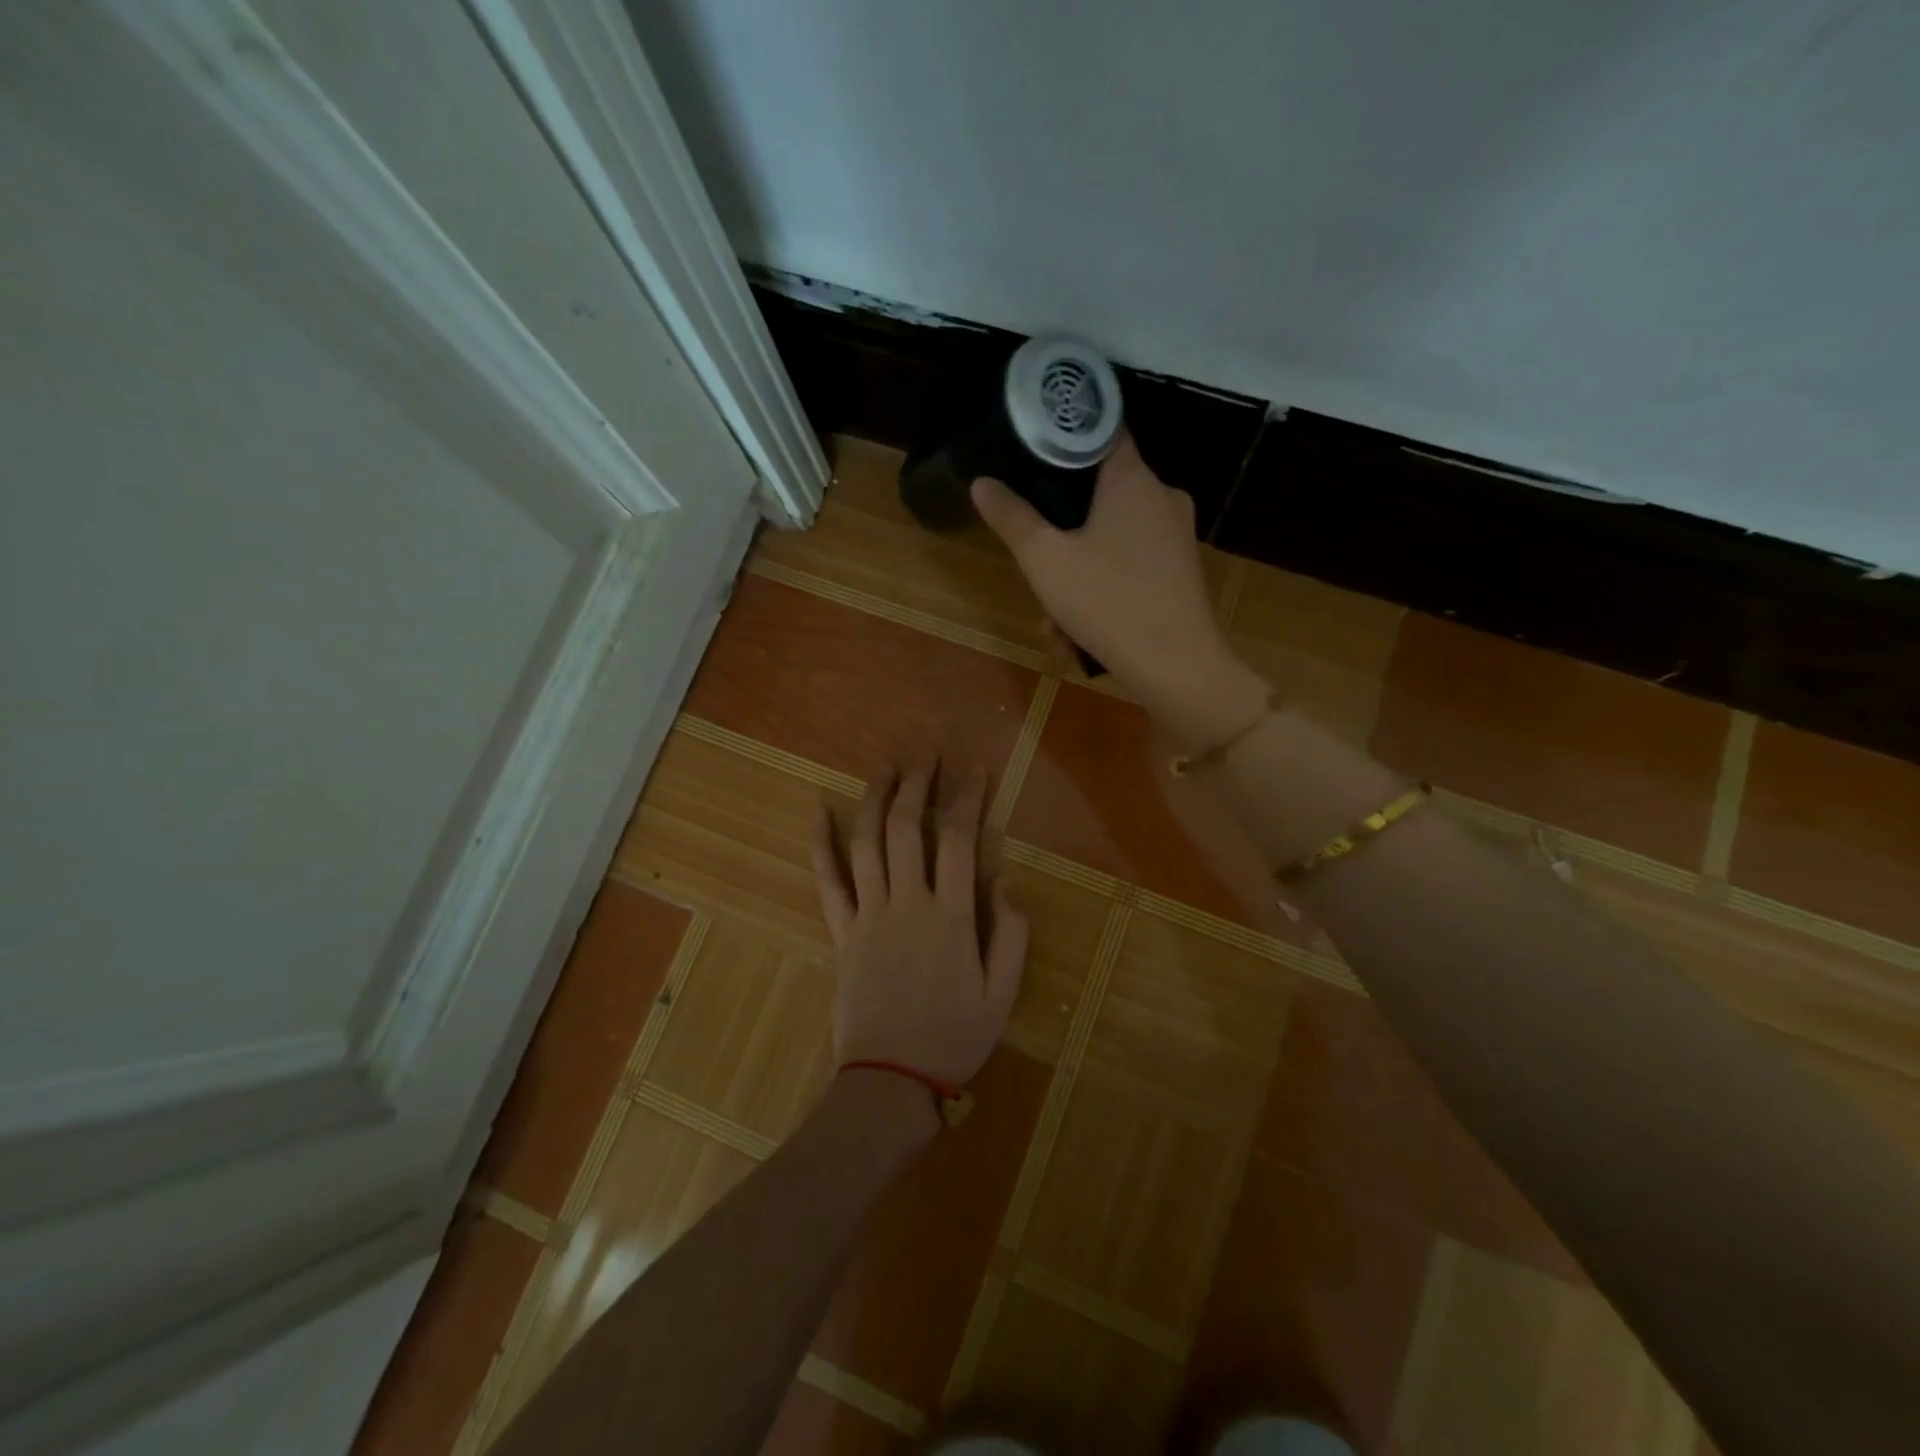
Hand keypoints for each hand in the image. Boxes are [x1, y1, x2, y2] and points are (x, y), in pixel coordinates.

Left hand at [812, 755, 1028, 1085]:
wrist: (890, 1080)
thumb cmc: (953, 1038)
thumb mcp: (1002, 994)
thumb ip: (1010, 934)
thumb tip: (1003, 881)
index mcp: (950, 916)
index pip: (959, 840)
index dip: (967, 799)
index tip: (974, 773)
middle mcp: (907, 903)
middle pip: (907, 828)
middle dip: (917, 785)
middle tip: (925, 756)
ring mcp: (868, 914)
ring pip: (867, 843)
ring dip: (875, 799)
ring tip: (885, 768)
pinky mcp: (841, 932)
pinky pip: (827, 881)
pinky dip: (821, 844)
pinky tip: (818, 812)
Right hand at [971, 433, 1232, 699]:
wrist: (1177, 669)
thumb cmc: (1108, 603)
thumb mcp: (1045, 561)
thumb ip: (1012, 518)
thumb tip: (982, 483)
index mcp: (1132, 479)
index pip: (1100, 432)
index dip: (1064, 440)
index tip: (1033, 458)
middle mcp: (1162, 498)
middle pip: (1099, 497)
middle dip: (1061, 537)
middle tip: (1038, 573)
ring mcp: (1177, 538)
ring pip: (1111, 543)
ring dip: (1076, 579)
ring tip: (1057, 626)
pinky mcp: (1182, 574)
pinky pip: (1131, 570)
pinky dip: (1104, 595)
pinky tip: (1082, 638)